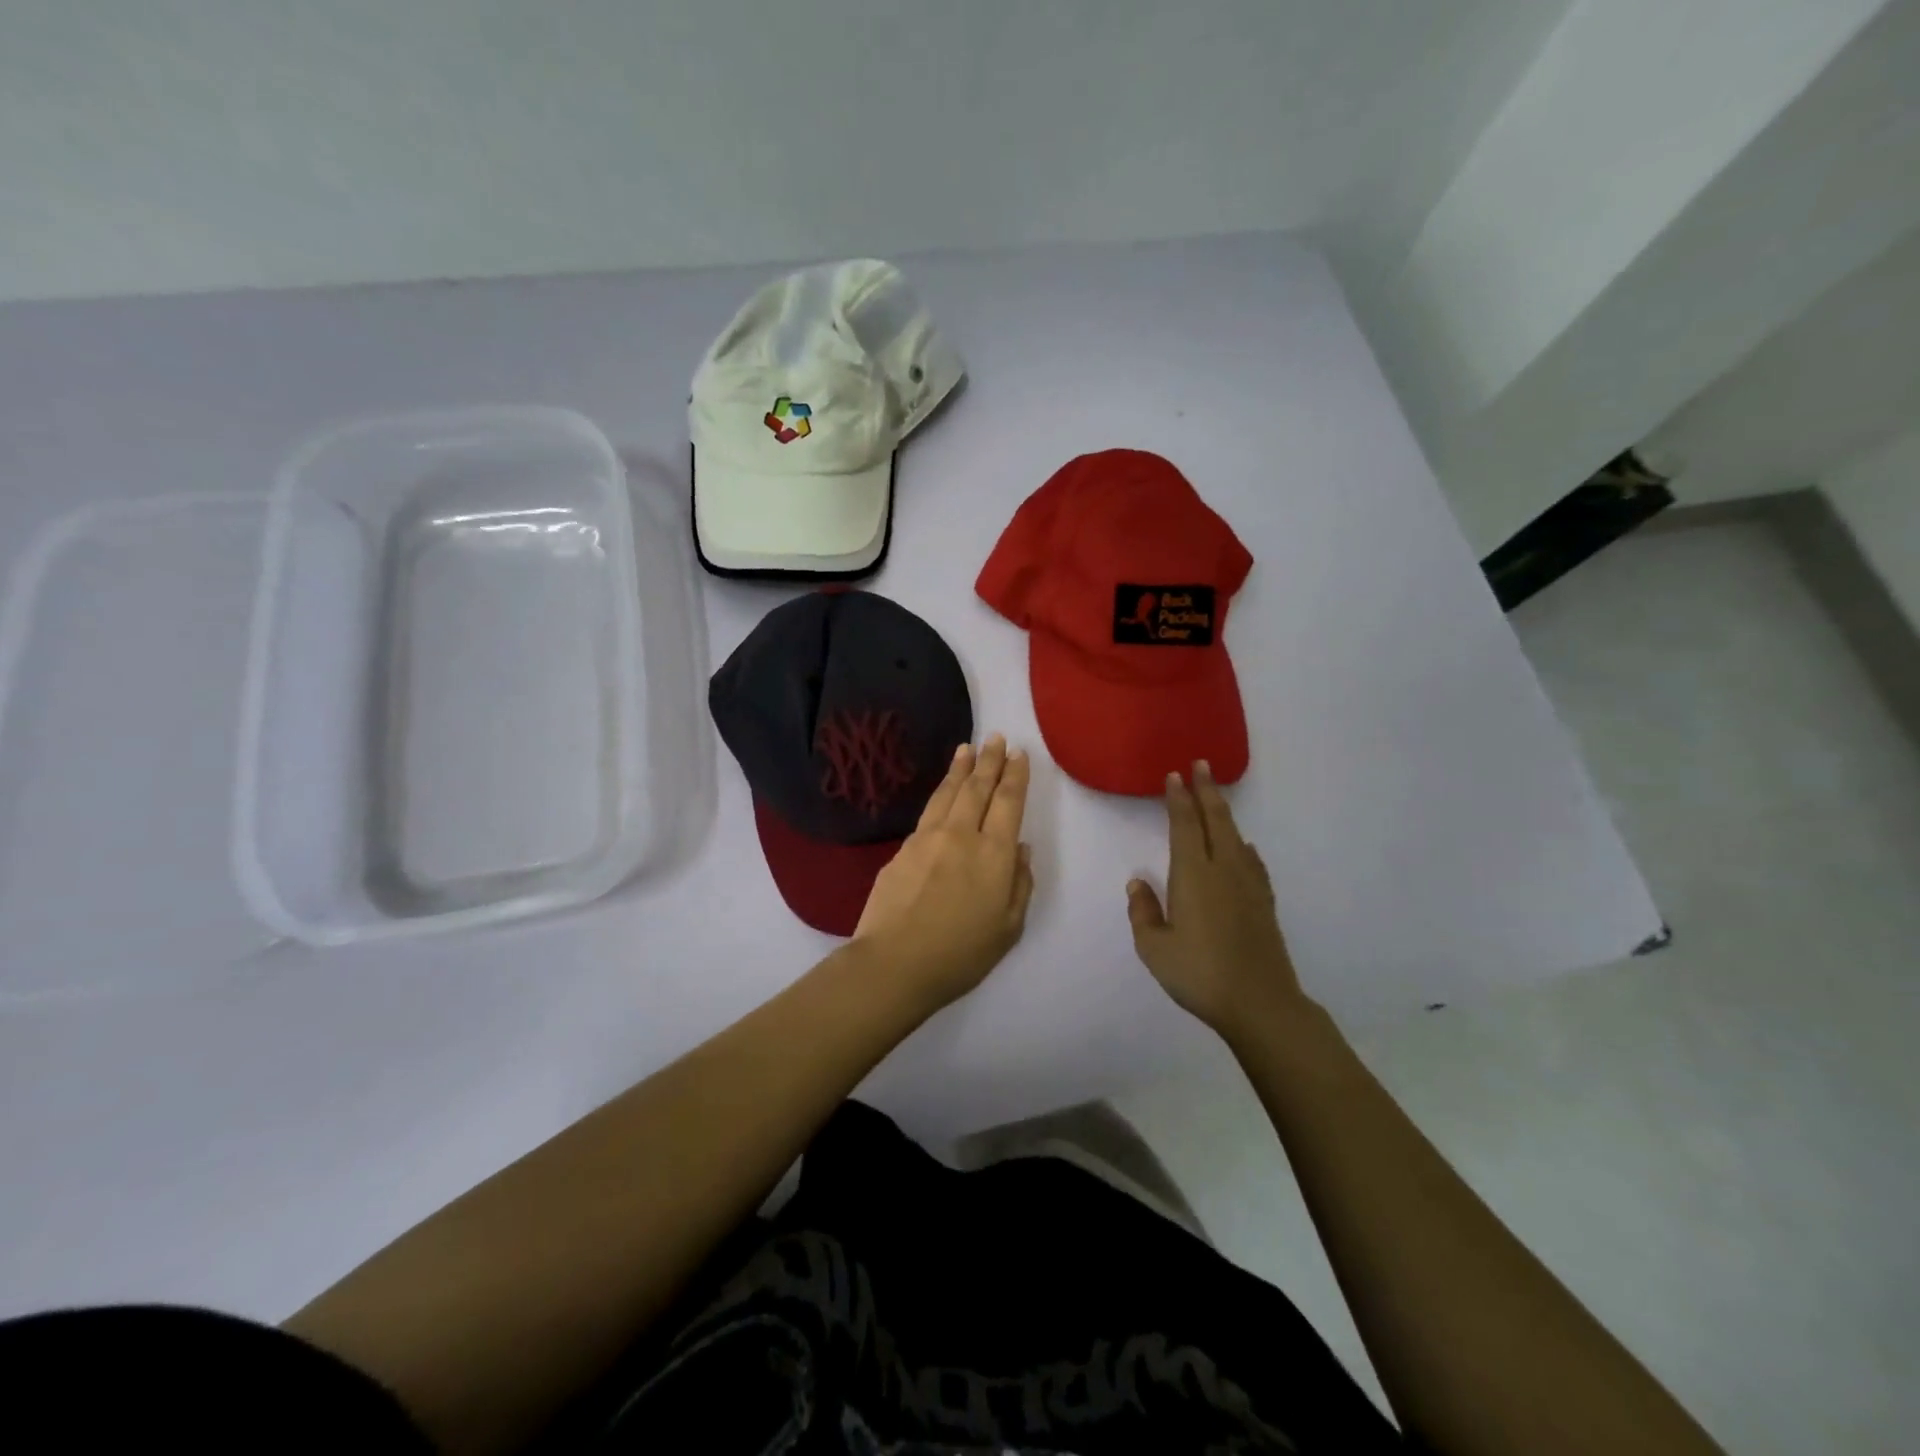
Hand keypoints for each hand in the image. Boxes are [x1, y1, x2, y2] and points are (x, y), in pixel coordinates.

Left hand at [852, 734, 1035, 1010]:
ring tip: (966, 749)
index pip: (1008, 803)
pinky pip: (928, 813)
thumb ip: (1019, 885)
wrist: (894, 963)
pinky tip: (942, 793)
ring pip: (948, 793)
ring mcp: (927, 838)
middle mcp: (961, 835)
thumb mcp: (1008, 928)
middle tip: (995, 737)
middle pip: (977, 788)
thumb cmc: (960, 954)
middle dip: (989, 760)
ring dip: (960, 769)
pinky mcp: (902, 849)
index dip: (1015, 776)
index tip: (1019, 754)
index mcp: (994, 854)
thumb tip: (1021, 850)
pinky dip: (940, 795)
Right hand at [1127, 760, 1310, 1041]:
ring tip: (1217, 797)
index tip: (1175, 776)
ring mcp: (1248, 885)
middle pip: (1217, 820)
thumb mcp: (1154, 948)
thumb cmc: (1199, 974)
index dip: (1179, 799)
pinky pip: (1253, 861)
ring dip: (1225, 812)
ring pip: (1237, 836)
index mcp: (1193, 875)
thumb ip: (1143, 912)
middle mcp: (1223, 870)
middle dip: (1207, 791)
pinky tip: (1245, 848)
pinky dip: (1245, 846)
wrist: (1260, 1002)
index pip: (1185, 825)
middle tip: (1201, 765)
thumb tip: (1138, 883)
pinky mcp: (1264, 903)